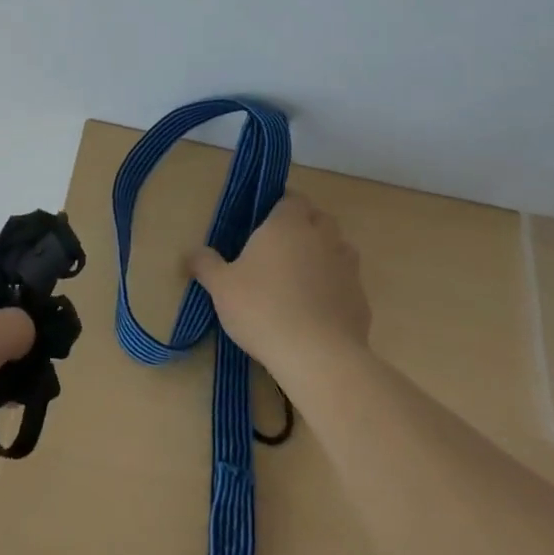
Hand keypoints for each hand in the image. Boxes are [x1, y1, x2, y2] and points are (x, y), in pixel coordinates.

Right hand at [188, 194, 371, 388]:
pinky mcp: (361, 299)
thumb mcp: (221, 287)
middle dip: (305, 226)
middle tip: (280, 248)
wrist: (318, 356)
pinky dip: (335, 288)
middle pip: (320, 218)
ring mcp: (347, 268)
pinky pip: (347, 283)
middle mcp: (322, 237)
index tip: (264, 221)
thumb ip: (205, 264)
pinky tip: (317, 310)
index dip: (281, 205)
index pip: (292, 198)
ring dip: (324, 255)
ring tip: (300, 277)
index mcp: (288, 224)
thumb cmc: (262, 308)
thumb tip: (192, 253)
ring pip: (339, 248)